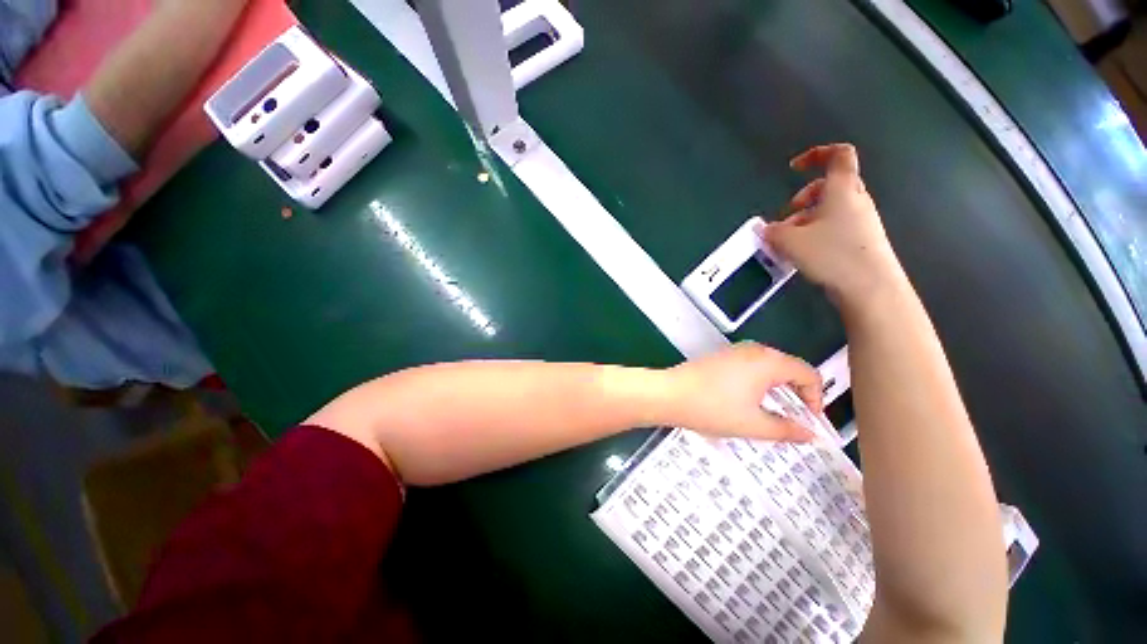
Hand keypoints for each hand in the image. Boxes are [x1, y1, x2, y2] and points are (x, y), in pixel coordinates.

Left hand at [664, 342, 821, 441]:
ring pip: (768, 367)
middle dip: (797, 394)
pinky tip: (747, 401)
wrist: (669, 394)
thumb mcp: (753, 425)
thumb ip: (786, 430)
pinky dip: (758, 383)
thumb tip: (809, 434)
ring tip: (771, 414)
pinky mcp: (720, 356)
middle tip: (793, 420)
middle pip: (789, 368)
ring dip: (777, 389)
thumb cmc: (713, 408)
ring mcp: (734, 351)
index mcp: (768, 362)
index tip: (809, 422)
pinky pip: (750, 366)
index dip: (816, 398)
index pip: (808, 373)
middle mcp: (754, 350)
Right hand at [763, 144, 906, 304]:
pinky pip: (835, 227)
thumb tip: (763, 229)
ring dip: (806, 220)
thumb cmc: (832, 254)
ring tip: (789, 243)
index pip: (838, 155)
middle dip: (803, 199)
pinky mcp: (862, 240)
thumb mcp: (791, 242)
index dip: (816, 154)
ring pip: (830, 210)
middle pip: (829, 186)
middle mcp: (855, 201)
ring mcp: (861, 221)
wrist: (870, 287)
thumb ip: (772, 232)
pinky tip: (804, 253)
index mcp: (842, 190)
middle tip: (787, 217)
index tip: (794, 168)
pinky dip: (816, 233)